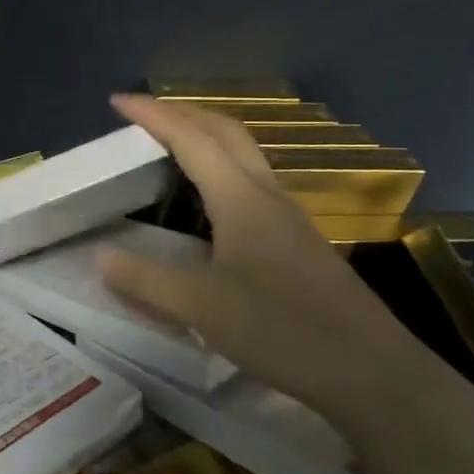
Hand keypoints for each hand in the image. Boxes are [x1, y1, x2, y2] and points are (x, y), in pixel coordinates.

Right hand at [99, 93, 440, 428]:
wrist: (372, 373)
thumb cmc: (283, 330)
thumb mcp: (202, 308)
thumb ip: (147, 280)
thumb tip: (101, 256)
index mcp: (241, 199)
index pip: (191, 139)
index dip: (153, 114)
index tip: (117, 99)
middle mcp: (266, 195)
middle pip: (225, 131)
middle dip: (183, 111)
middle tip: (143, 113)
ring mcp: (287, 216)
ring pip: (243, 154)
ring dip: (205, 135)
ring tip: (170, 143)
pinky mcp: (297, 240)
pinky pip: (251, 181)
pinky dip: (220, 166)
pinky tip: (208, 199)